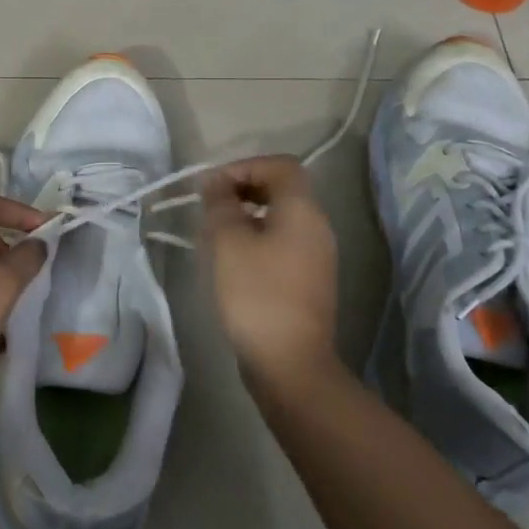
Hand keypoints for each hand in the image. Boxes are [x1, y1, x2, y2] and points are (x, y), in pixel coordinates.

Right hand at [203, 156, 340, 391]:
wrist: (290, 363)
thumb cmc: (256, 293)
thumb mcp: (227, 241)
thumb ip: (220, 204)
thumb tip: (215, 183)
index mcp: (302, 210)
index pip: (280, 165)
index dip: (244, 166)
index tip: (213, 187)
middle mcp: (317, 227)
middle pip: (282, 189)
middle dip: (243, 189)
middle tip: (211, 206)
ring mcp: (317, 256)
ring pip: (280, 217)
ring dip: (247, 215)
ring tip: (215, 233)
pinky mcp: (309, 281)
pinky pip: (282, 242)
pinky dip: (257, 238)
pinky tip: (231, 260)